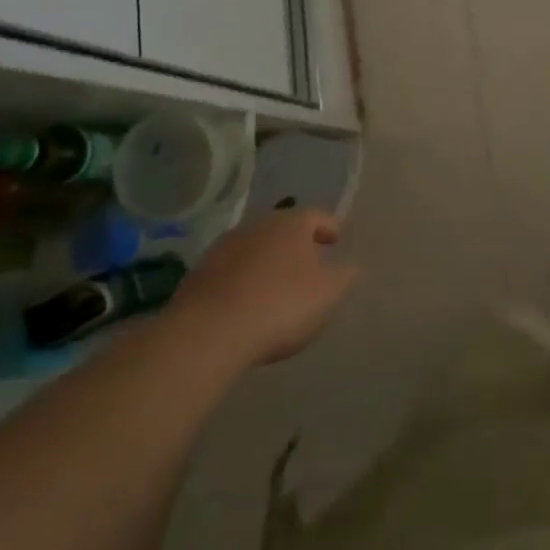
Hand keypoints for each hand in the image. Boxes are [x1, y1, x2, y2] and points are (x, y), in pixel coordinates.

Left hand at [173, 208, 359, 365]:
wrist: (208, 332)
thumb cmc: (280, 305)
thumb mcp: (328, 293)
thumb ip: (345, 276)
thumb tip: (351, 266)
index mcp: (292, 224)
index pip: (318, 216)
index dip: (330, 228)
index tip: (336, 240)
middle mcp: (258, 225)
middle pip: (283, 229)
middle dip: (297, 244)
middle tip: (308, 263)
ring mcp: (224, 247)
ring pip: (255, 248)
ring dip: (266, 261)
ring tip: (276, 284)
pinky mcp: (198, 273)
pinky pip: (230, 270)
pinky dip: (242, 279)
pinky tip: (246, 301)